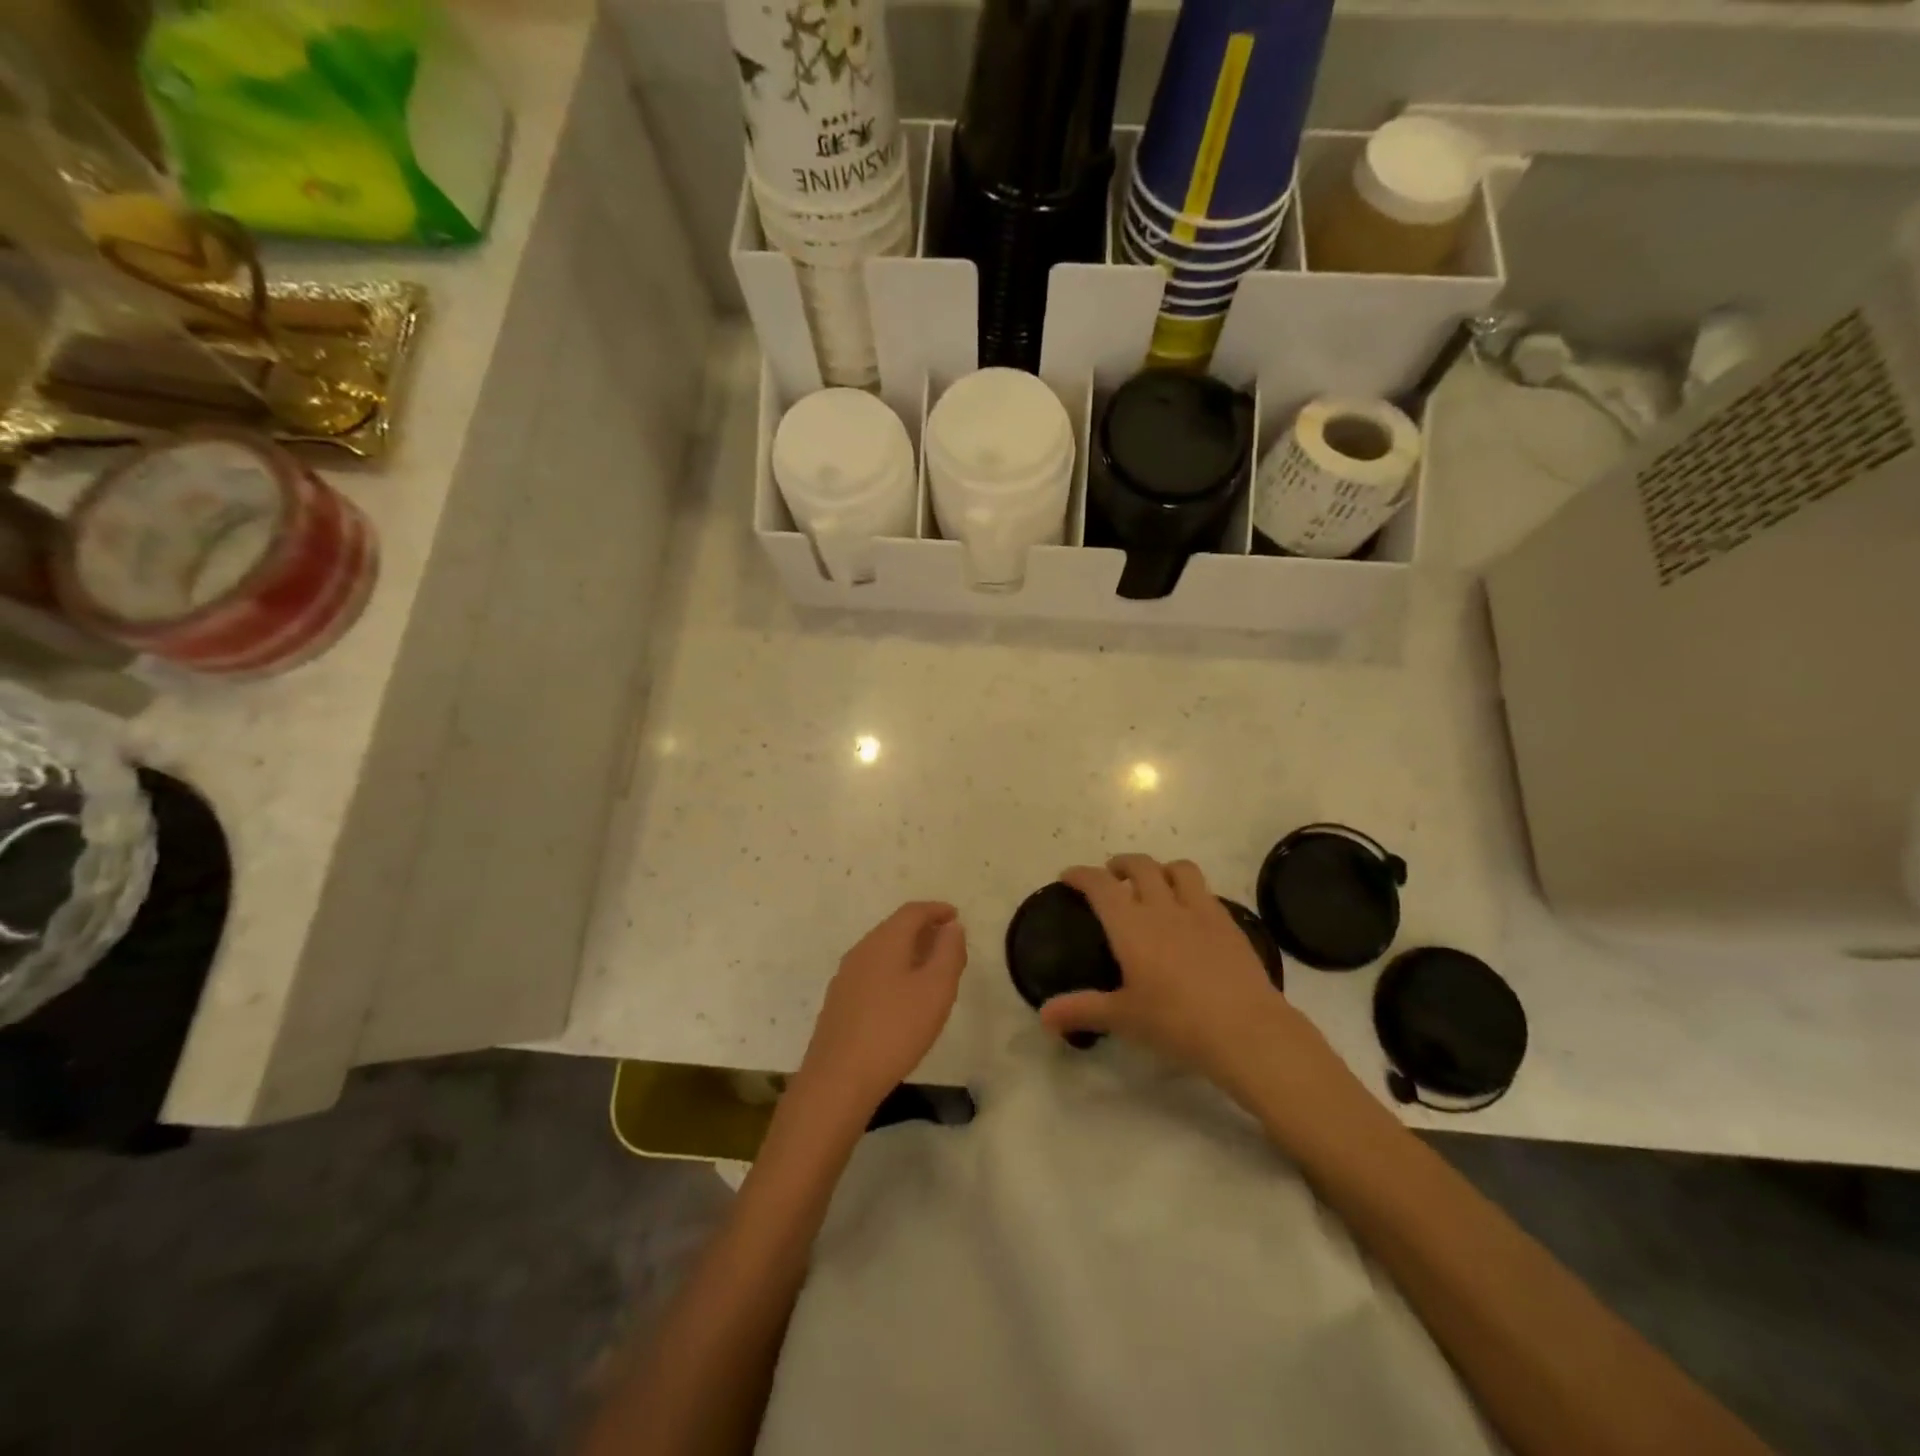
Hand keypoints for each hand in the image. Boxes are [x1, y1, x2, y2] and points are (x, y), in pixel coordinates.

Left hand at [797, 901, 967, 1118]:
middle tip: (948, 942)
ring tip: (931, 969)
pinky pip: (872, 973)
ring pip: (882, 951)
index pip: (912, 912)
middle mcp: (861, 951)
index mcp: (884, 941)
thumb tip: (952, 926)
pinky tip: (903, 997)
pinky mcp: (839, 1003)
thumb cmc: (895, 1030)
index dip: (936, 910)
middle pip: (895, 928)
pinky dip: (893, 971)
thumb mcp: (936, 990)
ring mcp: (845, 977)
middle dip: (923, 930)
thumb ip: (948, 953)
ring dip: (908, 952)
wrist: (838, 1081)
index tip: (956, 916)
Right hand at [1041, 856, 1336, 1097]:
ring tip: (1154, 884)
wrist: (1246, 1030)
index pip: (1100, 885)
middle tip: (1111, 876)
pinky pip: (1206, 891)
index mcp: (1131, 925)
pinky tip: (1189, 914)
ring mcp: (1200, 911)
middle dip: (1121, 864)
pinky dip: (1190, 891)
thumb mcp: (1123, 1018)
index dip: (1081, 875)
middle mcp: (1163, 907)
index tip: (1068, 876)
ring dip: (1160, 869)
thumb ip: (1082, 1010)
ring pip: (1178, 869)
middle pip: (1140, 866)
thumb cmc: (1176, 1022)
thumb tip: (1044, 1016)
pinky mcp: (1229, 923)